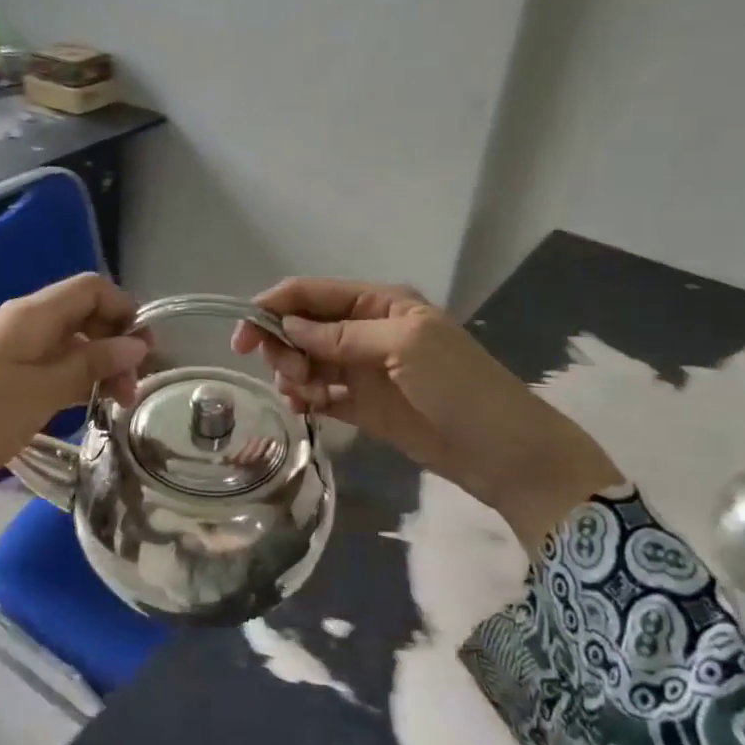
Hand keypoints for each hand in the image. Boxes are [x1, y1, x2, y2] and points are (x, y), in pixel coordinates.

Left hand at [0, 275, 148, 556]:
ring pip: (63, 342)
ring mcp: (3, 346)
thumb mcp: (42, 393)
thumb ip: (91, 365)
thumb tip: (136, 344)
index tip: (144, 353)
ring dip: (93, 365)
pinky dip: (67, 379)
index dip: (124, 310)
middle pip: (80, 314)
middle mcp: (19, 321)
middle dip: (113, 344)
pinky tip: (76, 408)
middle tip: (129, 392)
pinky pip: (42, 363)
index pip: (91, 288)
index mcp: (31, 315)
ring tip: (110, 406)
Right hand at [232, 278, 619, 545]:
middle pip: (301, 326)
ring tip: (303, 394)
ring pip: (305, 360)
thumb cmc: (459, 386)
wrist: (501, 452)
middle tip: (288, 373)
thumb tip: (287, 326)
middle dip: (282, 345)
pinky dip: (303, 397)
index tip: (242, 335)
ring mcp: (361, 369)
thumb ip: (342, 334)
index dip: (273, 307)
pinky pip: (318, 393)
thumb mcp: (404, 346)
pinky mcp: (360, 405)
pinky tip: (302, 408)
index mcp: (378, 303)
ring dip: (292, 373)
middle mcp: (364, 330)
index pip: (311, 293)